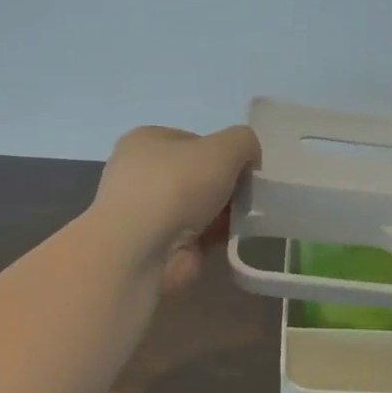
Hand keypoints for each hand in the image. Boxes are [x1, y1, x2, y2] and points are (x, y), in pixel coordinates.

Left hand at [91, 125, 261, 293]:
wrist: (140, 252)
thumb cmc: (176, 186)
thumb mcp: (223, 148)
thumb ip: (244, 142)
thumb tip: (248, 160)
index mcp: (145, 141)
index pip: (194, 140)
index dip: (223, 151)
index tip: (244, 168)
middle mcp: (141, 174)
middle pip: (198, 174)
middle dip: (226, 185)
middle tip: (250, 195)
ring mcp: (147, 213)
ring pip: (200, 206)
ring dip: (225, 212)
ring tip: (249, 218)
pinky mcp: (157, 245)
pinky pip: (198, 235)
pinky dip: (218, 237)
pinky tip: (236, 239)